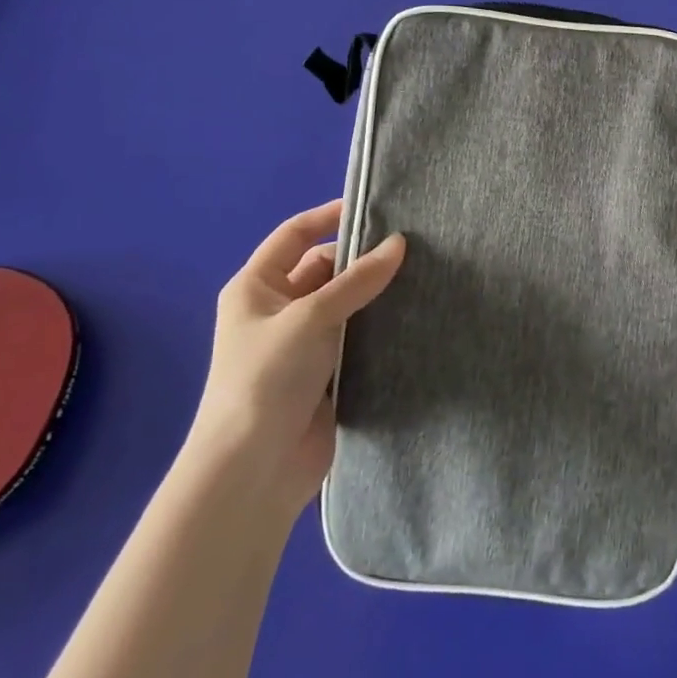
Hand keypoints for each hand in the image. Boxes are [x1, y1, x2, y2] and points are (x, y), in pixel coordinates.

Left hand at [189, 200, 405, 518]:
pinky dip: (378, 328)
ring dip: (374, 295)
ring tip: (422, 275)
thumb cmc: (267, 378)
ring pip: (344, 305)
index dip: (328, 216)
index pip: (294, 235)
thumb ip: (357, 280)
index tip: (373, 208)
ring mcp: (302, 344)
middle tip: (412, 247)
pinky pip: (355, 338)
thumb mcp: (311, 318)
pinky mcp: (325, 374)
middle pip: (323, 269)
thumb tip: (399, 243)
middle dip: (361, 259)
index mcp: (256, 287)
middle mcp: (277, 310)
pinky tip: (412, 317)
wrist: (254, 469)